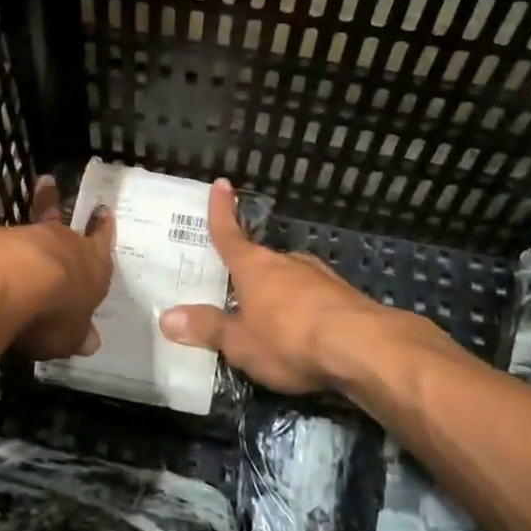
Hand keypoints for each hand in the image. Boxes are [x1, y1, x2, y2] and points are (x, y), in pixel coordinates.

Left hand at [0, 176, 113, 361]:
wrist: (4, 283)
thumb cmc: (52, 313)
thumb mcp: (69, 336)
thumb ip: (76, 334)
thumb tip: (90, 342)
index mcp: (91, 265)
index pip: (101, 242)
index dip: (102, 229)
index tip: (103, 211)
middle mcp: (62, 243)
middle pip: (61, 224)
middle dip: (55, 207)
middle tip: (49, 185)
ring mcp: (24, 236)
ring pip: (28, 230)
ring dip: (24, 230)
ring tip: (16, 225)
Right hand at [158, 179, 391, 393]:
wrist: (363, 347)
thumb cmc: (289, 339)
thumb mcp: (239, 343)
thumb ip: (207, 329)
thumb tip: (167, 317)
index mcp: (254, 266)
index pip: (229, 233)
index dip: (221, 211)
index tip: (222, 183)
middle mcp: (285, 262)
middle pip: (260, 260)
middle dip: (249, 272)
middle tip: (236, 290)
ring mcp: (319, 276)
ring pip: (290, 279)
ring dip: (278, 293)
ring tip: (270, 318)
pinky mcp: (344, 296)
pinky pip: (313, 298)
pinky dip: (304, 309)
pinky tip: (306, 332)